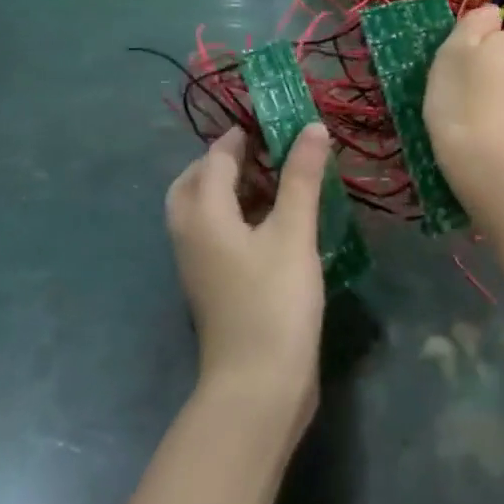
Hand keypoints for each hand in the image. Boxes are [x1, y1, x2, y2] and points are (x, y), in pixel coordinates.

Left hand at [166, 126, 327, 426]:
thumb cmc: (274, 300)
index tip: (274, 118)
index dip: (243, 134)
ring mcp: (200, 264)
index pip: (216, 158)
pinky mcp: (215, 286)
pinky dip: (238, 215)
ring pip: (204, 210)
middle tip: (264, 149)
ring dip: (232, 187)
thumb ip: (301, 177)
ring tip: (276, 178)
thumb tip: (311, 127)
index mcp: (203, 214)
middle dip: (225, 160)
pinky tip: (276, 221)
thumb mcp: (294, 232)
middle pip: (196, 183)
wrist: (258, 385)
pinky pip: (217, 234)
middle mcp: (191, 235)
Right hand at [425, 7, 503, 184]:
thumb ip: (473, 24)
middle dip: (489, 79)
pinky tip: (494, 150)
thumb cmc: (461, 104)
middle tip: (460, 104)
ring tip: (475, 132)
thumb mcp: (452, 53)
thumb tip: (492, 10)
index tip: (453, 78)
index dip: (471, 55)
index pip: (491, 37)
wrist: (496, 168)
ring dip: (500, 105)